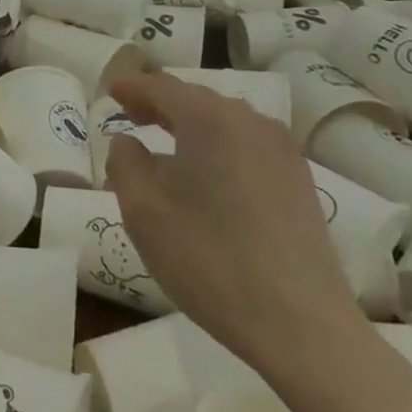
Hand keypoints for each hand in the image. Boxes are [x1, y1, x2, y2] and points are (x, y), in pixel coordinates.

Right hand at [105, 72, 366, 377]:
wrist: (301, 326)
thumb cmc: (208, 259)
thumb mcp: (141, 209)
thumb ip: (125, 162)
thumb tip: (129, 142)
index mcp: (209, 119)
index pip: (160, 87)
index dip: (131, 85)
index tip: (110, 89)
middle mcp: (250, 122)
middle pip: (195, 98)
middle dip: (160, 102)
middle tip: (131, 113)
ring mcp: (282, 151)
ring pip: (225, 121)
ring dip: (191, 123)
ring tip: (166, 141)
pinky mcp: (300, 181)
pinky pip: (247, 144)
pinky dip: (218, 144)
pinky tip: (207, 172)